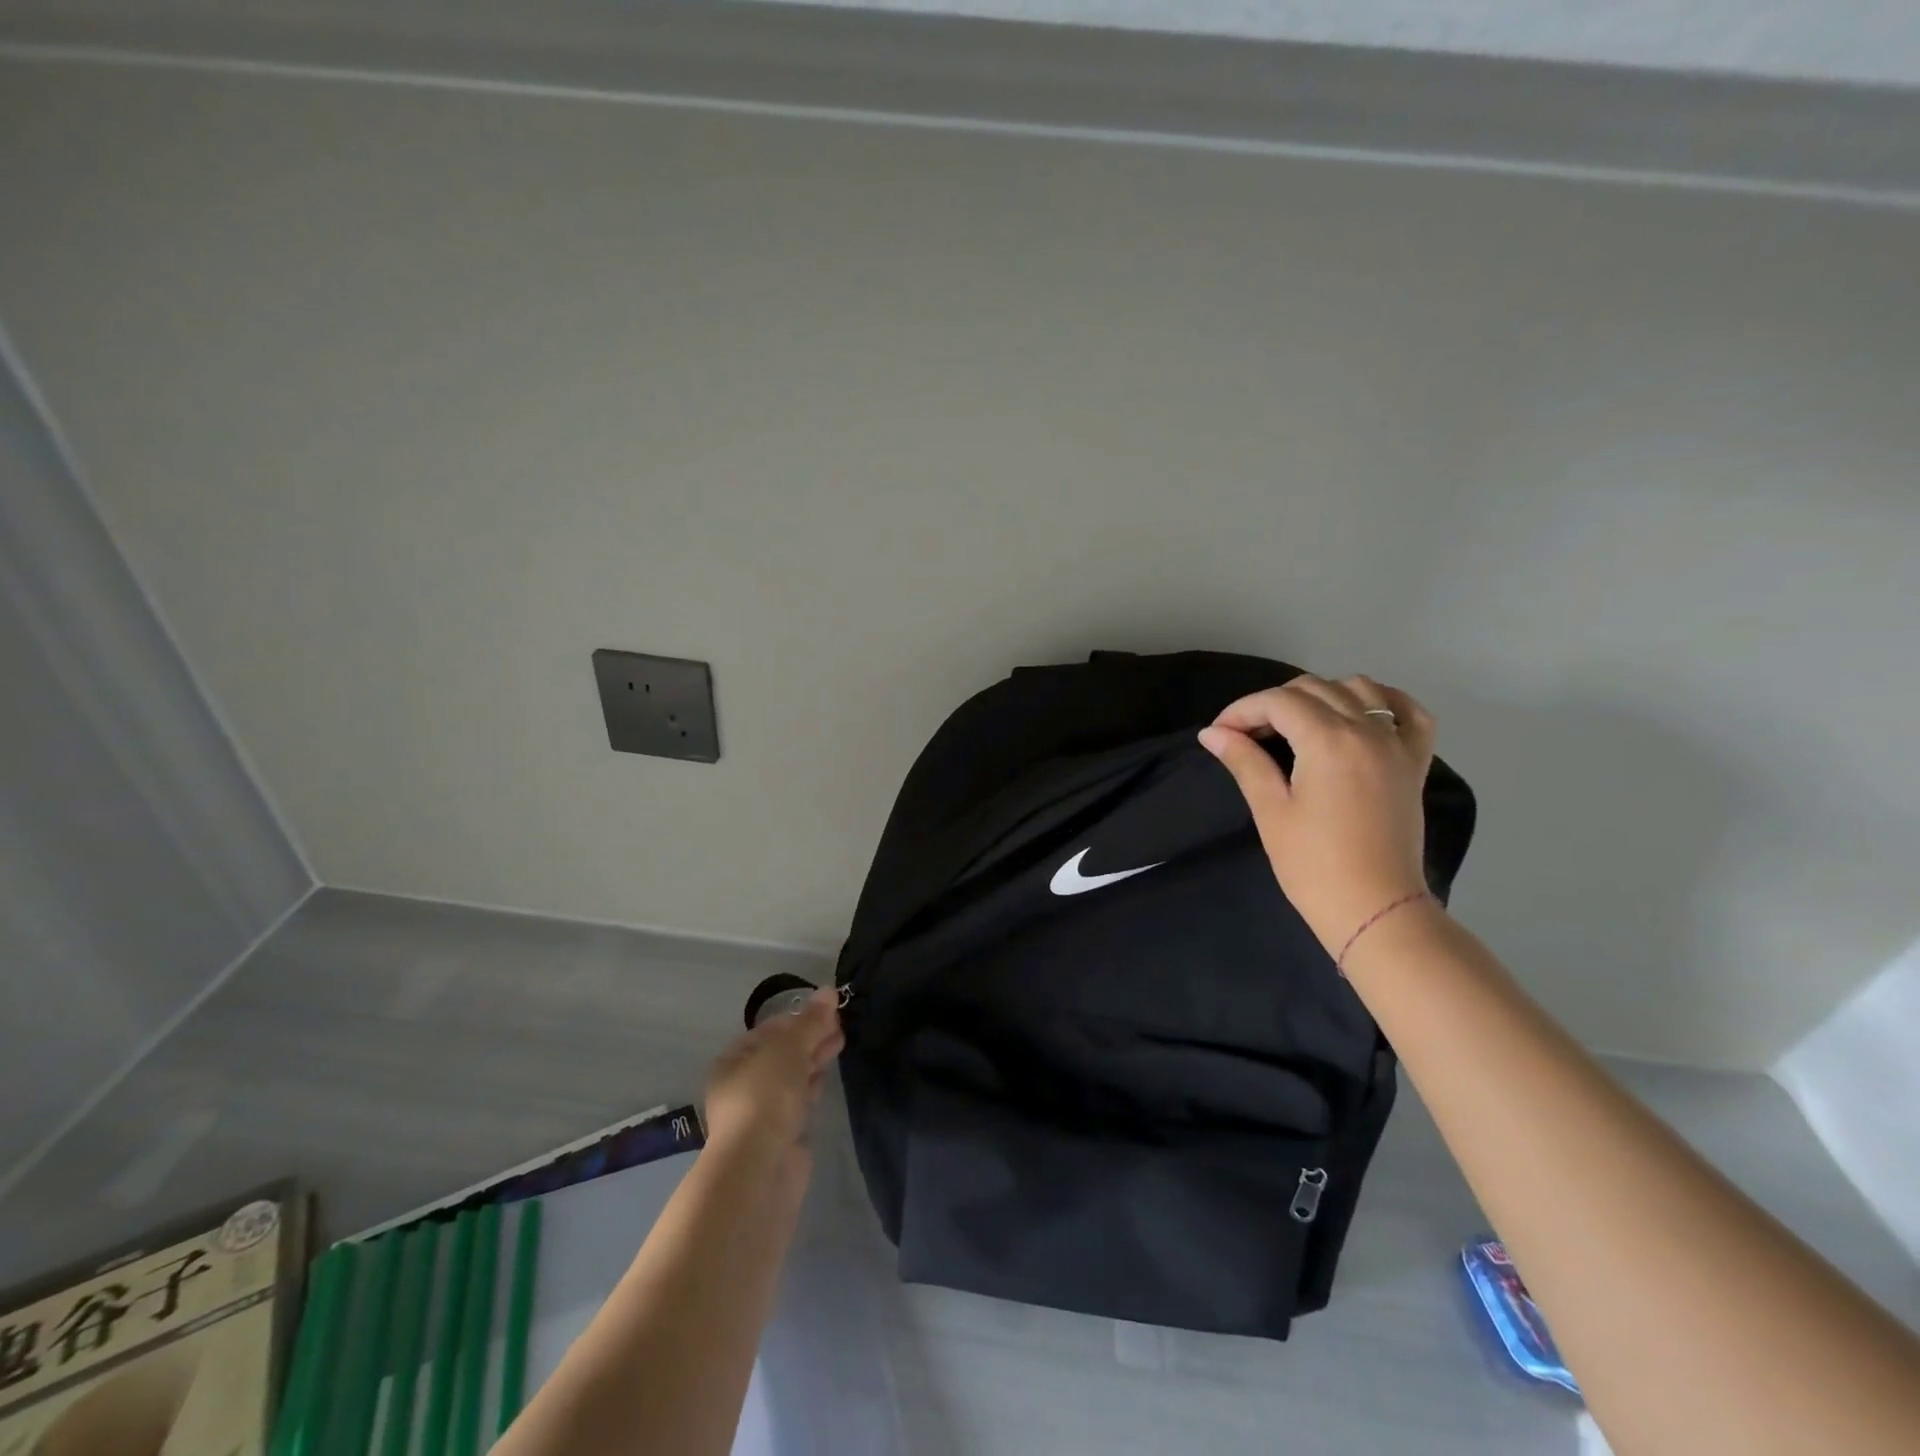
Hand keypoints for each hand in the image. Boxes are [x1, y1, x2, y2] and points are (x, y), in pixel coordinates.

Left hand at [703, 990, 844, 1172]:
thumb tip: (829, 991)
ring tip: (839, 1045)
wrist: (760, 1167)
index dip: (799, 1018)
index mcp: (733, 1061)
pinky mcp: (780, 1135)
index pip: (769, 1030)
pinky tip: (826, 1078)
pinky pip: (798, 1102)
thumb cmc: (766, 1096)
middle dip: (810, 1038)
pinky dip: (812, 1087)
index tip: (829, 1012)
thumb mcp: (789, 1048)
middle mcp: (742, 1085)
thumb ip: (811, 1021)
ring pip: (791, 1077)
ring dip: (813, 1060)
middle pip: (781, 1054)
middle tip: (840, 1027)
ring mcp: (761, 1113)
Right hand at [1199, 675, 1438, 954]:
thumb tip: (1212, 733)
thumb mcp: (1271, 810)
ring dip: (1321, 694)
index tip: (1218, 733)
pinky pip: (1409, 713)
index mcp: (1329, 741)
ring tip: (1296, 724)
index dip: (1241, 710)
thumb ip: (1244, 761)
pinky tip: (1359, 713)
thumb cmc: (1313, 865)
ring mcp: (1397, 745)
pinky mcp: (1414, 763)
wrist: (1375, 908)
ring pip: (1359, 689)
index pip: (1278, 702)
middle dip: (1272, 703)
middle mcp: (1367, 731)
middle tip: (1246, 735)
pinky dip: (1383, 702)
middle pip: (1314, 688)